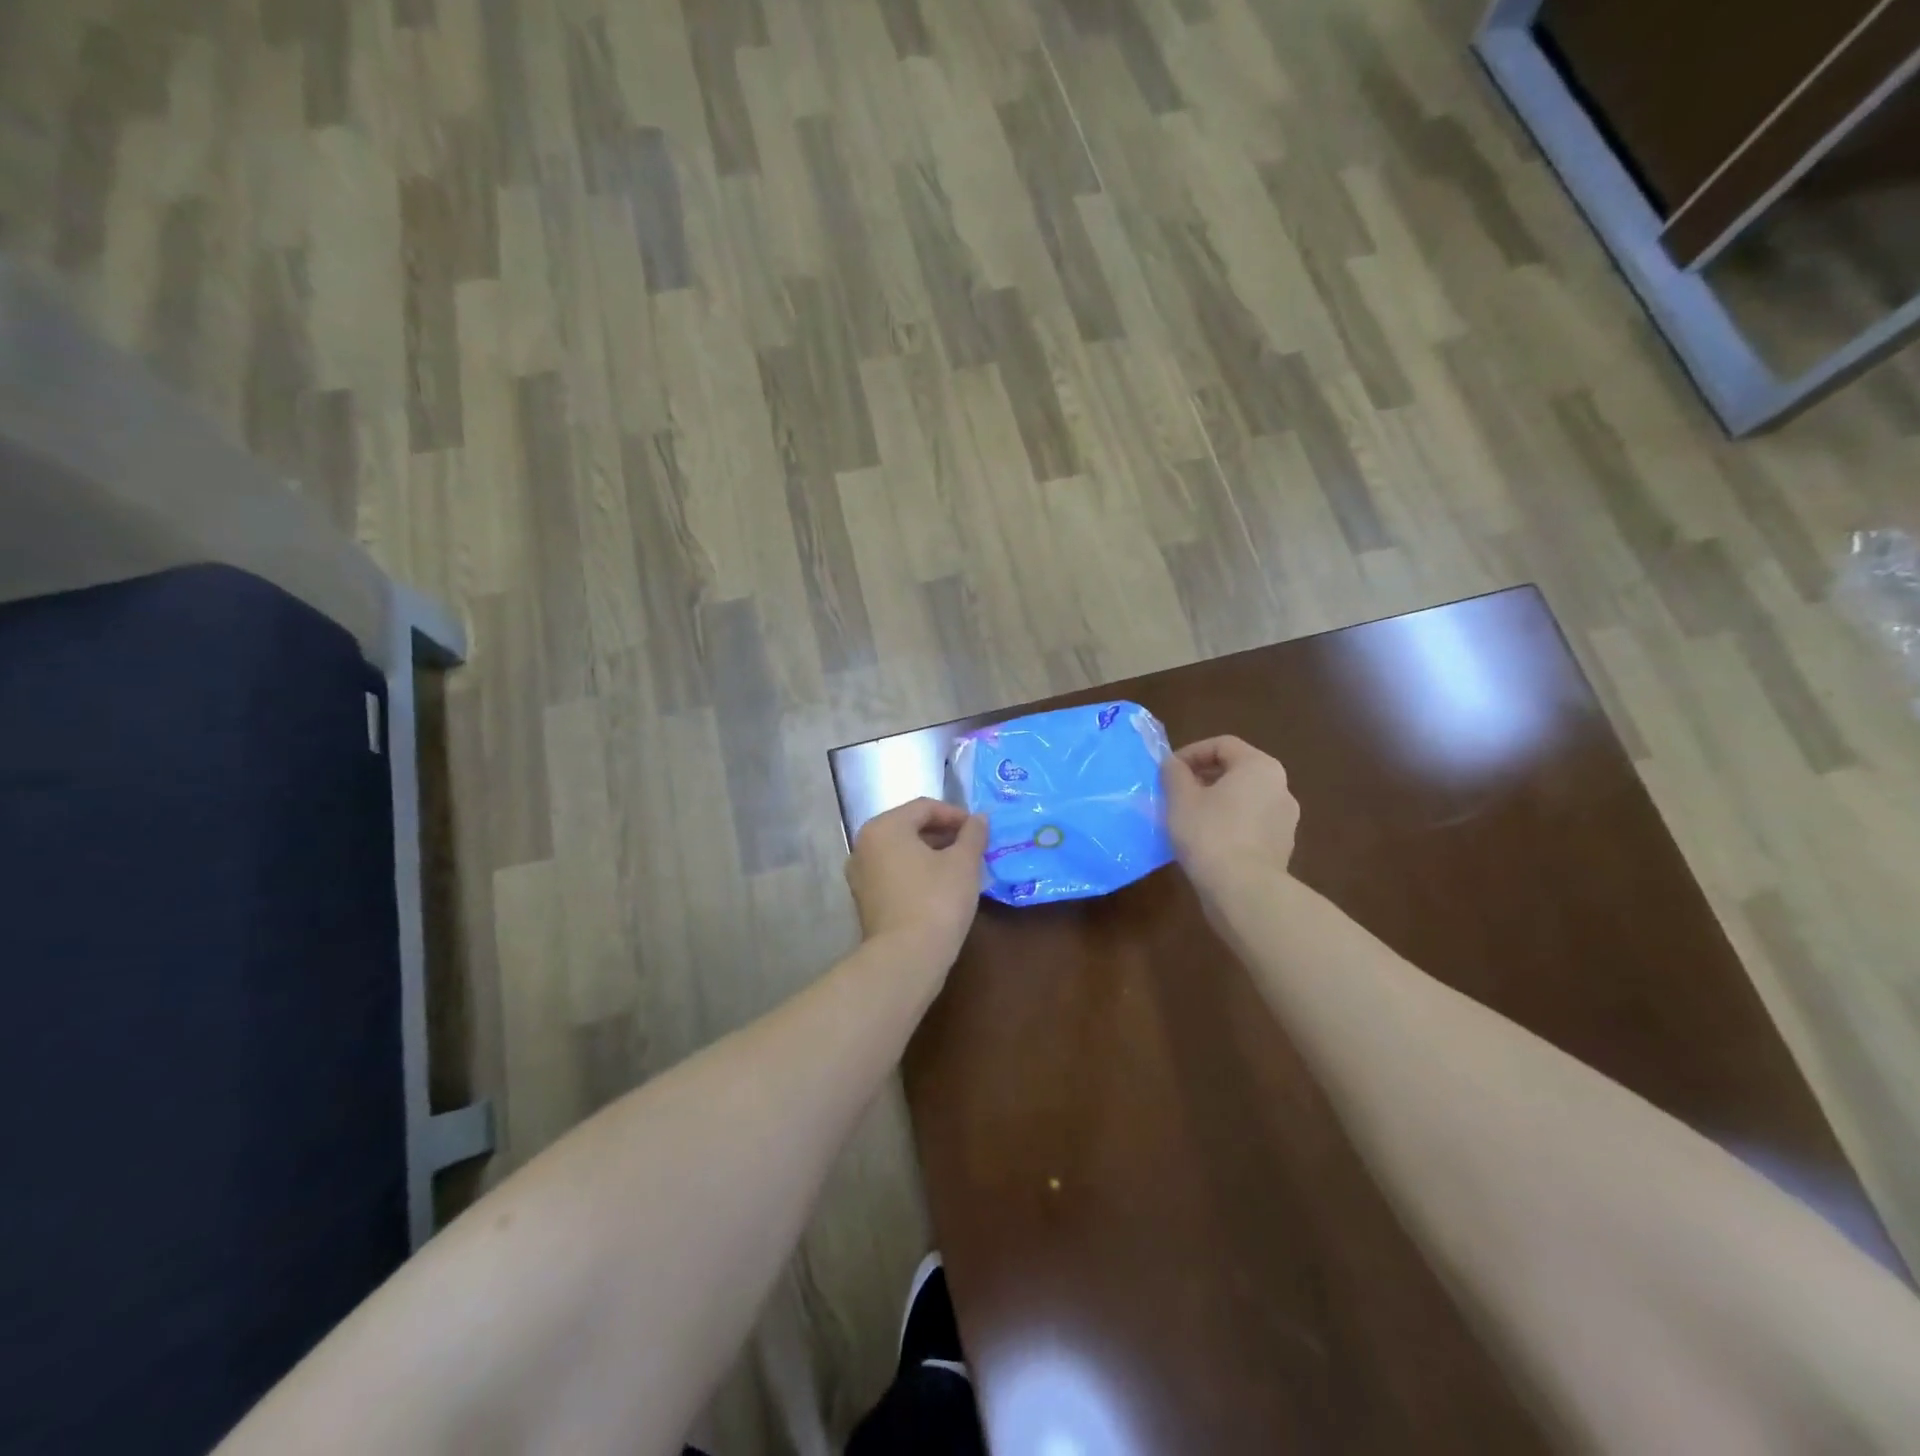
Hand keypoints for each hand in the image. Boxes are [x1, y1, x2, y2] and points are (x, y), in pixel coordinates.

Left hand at [845, 798, 987, 972]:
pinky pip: (894, 873)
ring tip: (960, 867)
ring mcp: (860, 874)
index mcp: (884, 827)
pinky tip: (941, 887)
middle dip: (943, 834)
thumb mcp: (964, 863)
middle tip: (972, 847)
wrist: (906, 957)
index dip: (955, 814)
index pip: (924, 807)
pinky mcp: (865, 900)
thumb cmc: (936, 900)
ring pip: (901, 852)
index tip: (979, 829)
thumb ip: (973, 834)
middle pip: (909, 827)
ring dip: (931, 854)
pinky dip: (917, 872)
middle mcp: (864, 845)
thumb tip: (980, 818)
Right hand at [1161, 736, 1299, 891]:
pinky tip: (1207, 842)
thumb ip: (1174, 773)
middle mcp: (1280, 787)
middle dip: (1203, 778)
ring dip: (1216, 802)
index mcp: (1259, 767)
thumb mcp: (1180, 798)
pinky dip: (1229, 824)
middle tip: (1175, 794)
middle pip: (1236, 770)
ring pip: (1244, 799)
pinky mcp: (1281, 847)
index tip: (1168, 772)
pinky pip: (1250, 824)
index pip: (1222, 745)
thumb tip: (1173, 764)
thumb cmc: (1210, 833)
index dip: (1190, 753)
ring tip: (1188, 819)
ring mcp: (1285, 819)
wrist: (1244, 890)